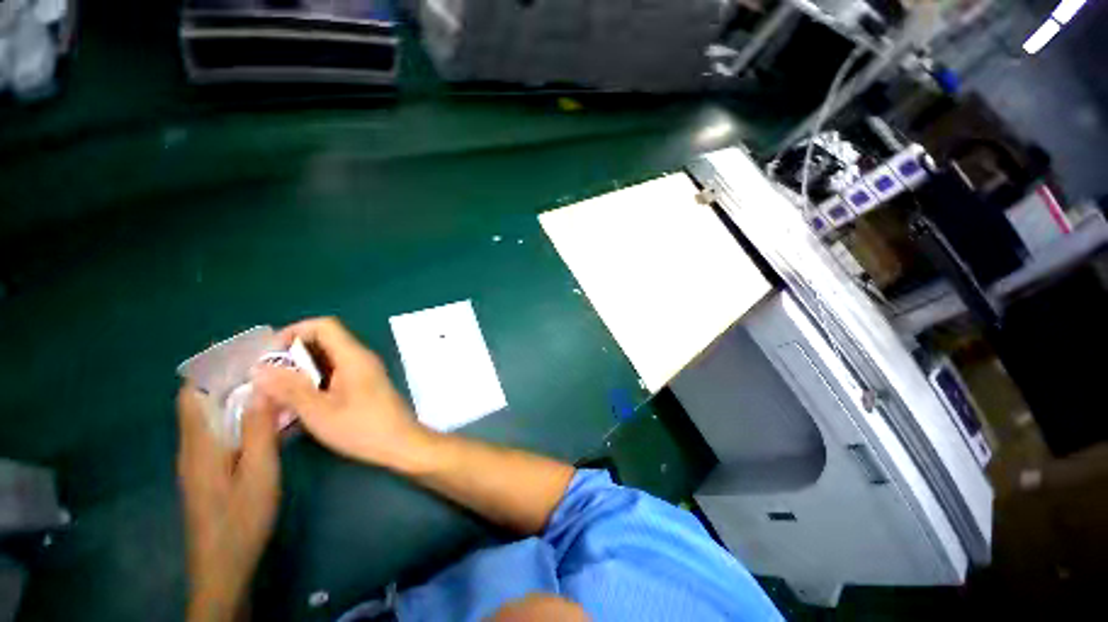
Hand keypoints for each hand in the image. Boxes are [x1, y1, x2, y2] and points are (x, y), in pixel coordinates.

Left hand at [177, 386, 280, 621]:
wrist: (223, 565)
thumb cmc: (241, 518)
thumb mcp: (258, 472)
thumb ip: (259, 430)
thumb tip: (262, 388)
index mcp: (200, 442)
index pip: (193, 392)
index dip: (211, 367)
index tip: (242, 349)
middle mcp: (195, 445)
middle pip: (203, 400)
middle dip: (230, 377)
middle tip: (269, 364)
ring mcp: (202, 459)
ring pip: (215, 416)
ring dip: (238, 395)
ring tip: (274, 384)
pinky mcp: (211, 470)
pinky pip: (223, 431)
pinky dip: (242, 416)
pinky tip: (268, 419)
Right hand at [253, 317, 431, 472]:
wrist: (400, 443)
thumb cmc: (361, 428)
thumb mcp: (319, 411)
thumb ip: (289, 388)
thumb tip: (259, 367)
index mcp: (353, 356)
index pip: (324, 325)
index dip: (295, 332)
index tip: (270, 355)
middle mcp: (361, 358)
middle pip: (324, 341)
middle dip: (293, 355)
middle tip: (268, 378)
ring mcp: (365, 371)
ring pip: (327, 360)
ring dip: (301, 371)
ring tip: (277, 394)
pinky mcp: (365, 384)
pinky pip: (335, 373)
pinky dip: (315, 382)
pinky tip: (298, 404)